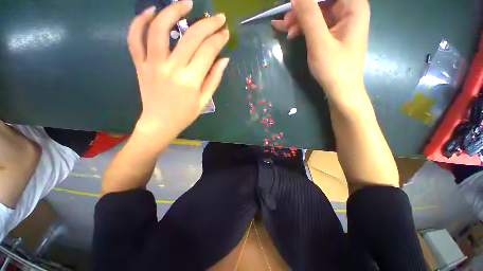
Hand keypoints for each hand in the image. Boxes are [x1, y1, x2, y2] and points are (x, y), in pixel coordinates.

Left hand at [127, 2, 229, 140]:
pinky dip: (140, 21)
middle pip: (190, 37)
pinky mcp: (140, 64)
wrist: (160, 123)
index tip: (226, 32)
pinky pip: (135, 38)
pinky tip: (151, 11)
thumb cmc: (185, 114)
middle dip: (207, 24)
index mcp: (191, 80)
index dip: (219, 39)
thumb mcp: (204, 100)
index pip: (208, 51)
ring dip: (173, 11)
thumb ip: (214, 79)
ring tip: (186, 3)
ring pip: (159, 29)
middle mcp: (172, 68)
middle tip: (218, 17)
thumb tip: (224, 59)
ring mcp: (152, 64)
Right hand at [271, 0, 369, 102]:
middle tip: (284, 20)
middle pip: (322, 1)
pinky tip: (292, 34)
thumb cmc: (333, 68)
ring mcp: (341, 22)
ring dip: (299, 19)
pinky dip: (304, 27)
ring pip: (317, 12)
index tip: (292, 5)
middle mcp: (349, 9)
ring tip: (284, 29)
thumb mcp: (319, 42)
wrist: (340, 90)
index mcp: (353, 6)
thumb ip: (309, 16)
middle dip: (301, 9)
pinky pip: (317, 24)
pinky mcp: (334, 33)